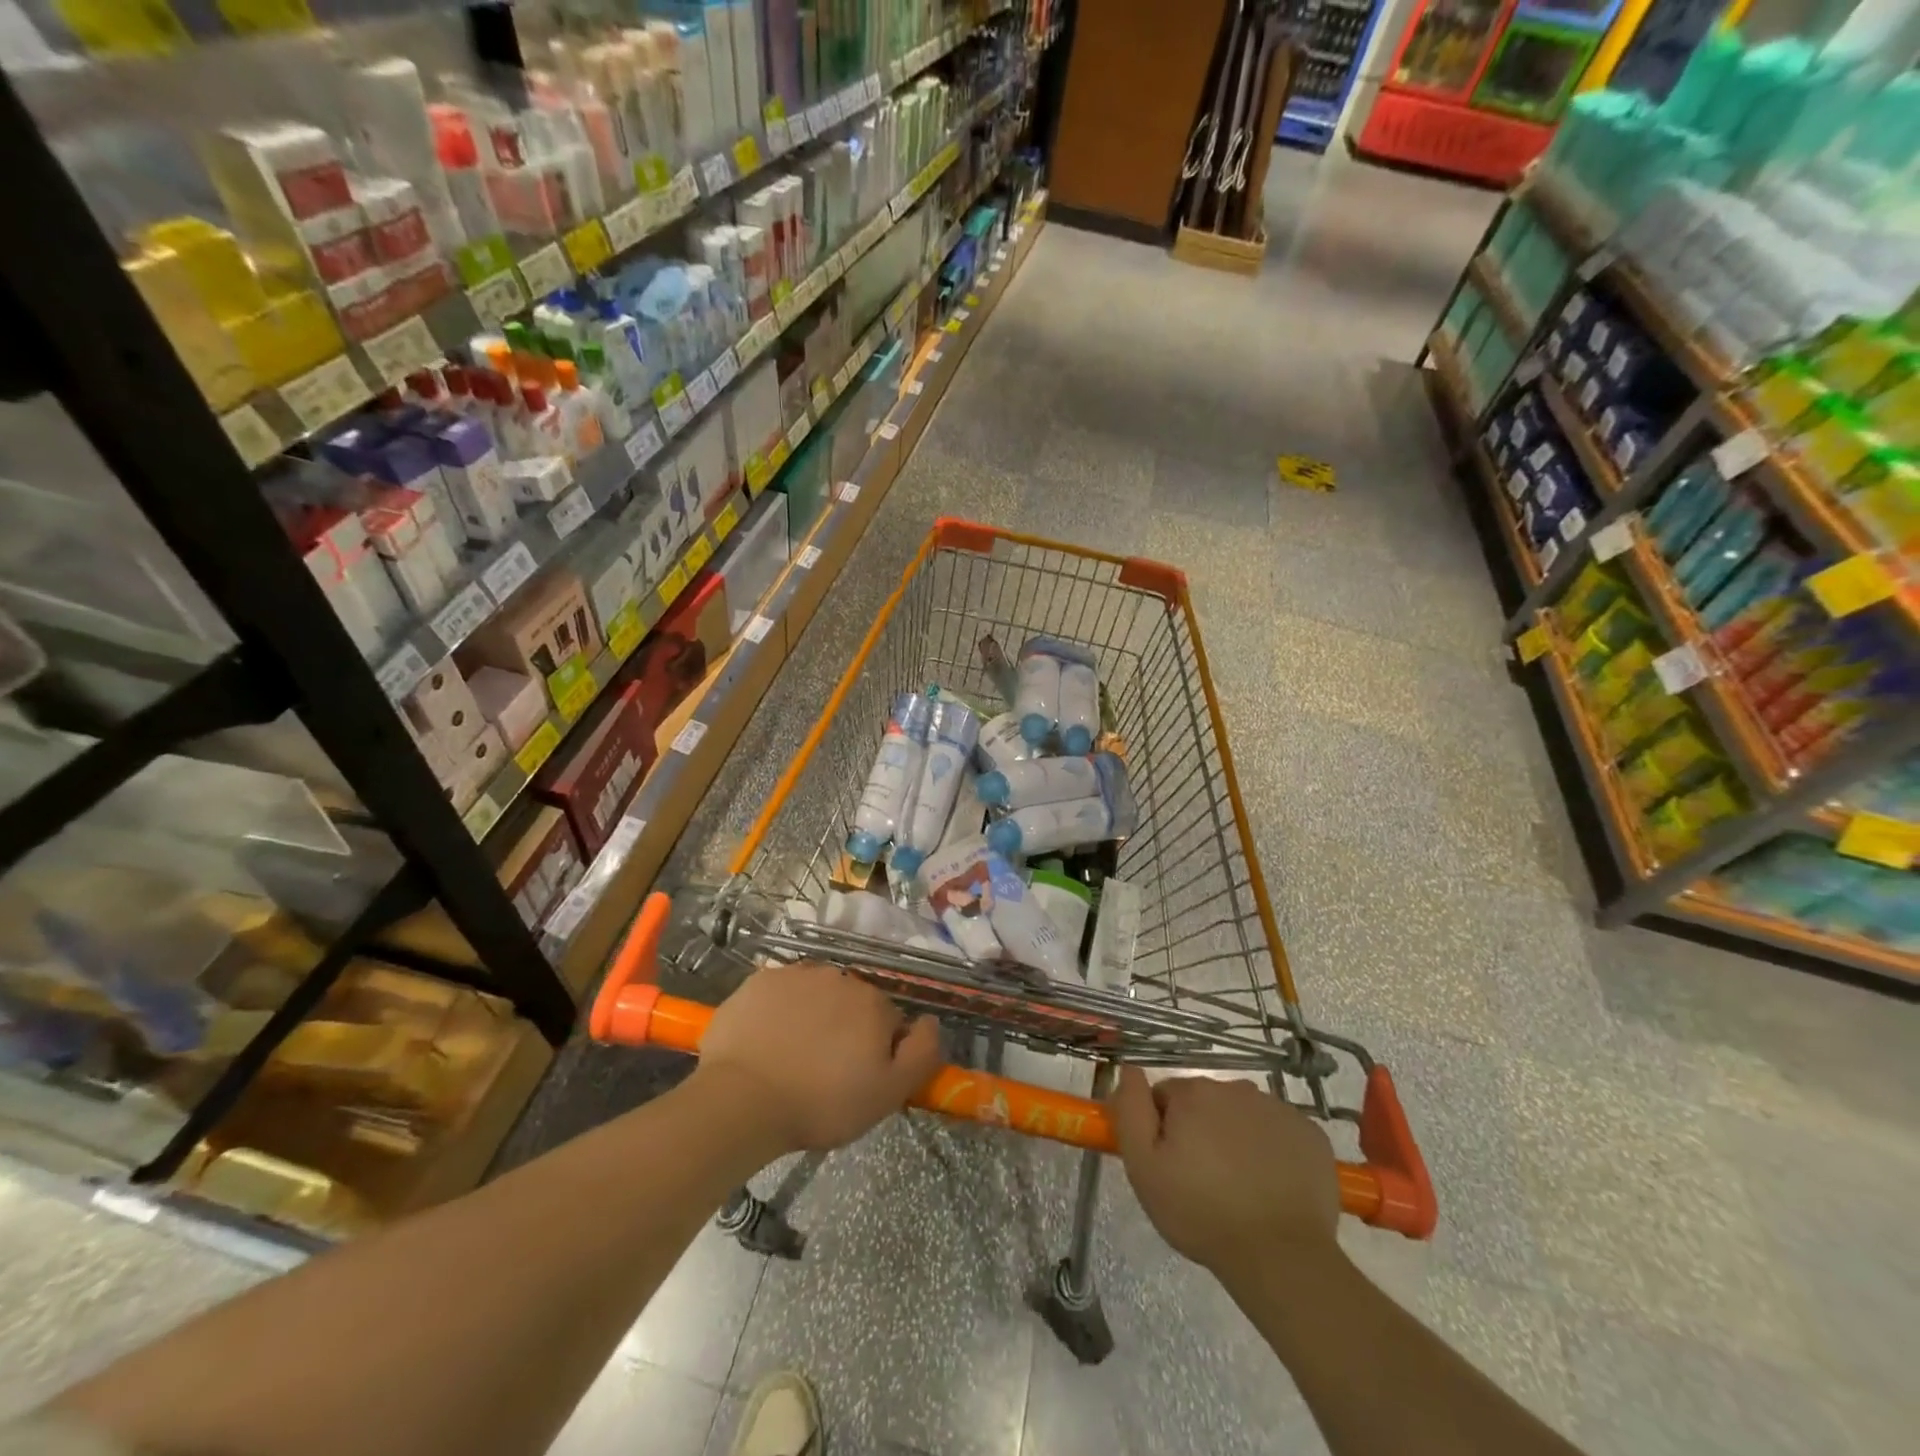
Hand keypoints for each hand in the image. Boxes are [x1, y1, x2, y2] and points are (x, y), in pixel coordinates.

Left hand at [693, 962, 942, 1153]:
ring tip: (792, 1055)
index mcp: (873, 1003)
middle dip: (845, 1028)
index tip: (859, 1077)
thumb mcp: (888, 1094)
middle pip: (851, 1003)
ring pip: (815, 994)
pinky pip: (780, 992)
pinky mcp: (760, 980)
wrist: (742, 1100)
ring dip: (813, 1015)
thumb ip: (922, 1053)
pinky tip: (766, 1040)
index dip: (878, 1050)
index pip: (888, 1021)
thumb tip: (930, 1020)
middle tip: (825, 1070)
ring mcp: (796, 974)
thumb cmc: (821, 1103)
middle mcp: (840, 977)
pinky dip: (778, 1010)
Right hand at [1112, 1067, 1340, 1276]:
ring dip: (1237, 1139)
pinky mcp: (1311, 1135)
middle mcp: (1236, 1089)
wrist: (1281, 1257)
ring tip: (1240, 1188)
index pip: (1166, 1096)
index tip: (1170, 1164)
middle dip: (1201, 1131)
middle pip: (1207, 1103)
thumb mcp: (1143, 1167)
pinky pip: (1280, 1134)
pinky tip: (1273, 1187)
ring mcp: (1279, 1110)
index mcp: (1194, 1093)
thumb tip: (1129, 1069)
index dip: (1163, 1129)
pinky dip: (1274, 1151)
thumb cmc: (1201, 1213)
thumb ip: (1130, 1110)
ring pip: (1244, 1116)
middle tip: (1203, 1181)